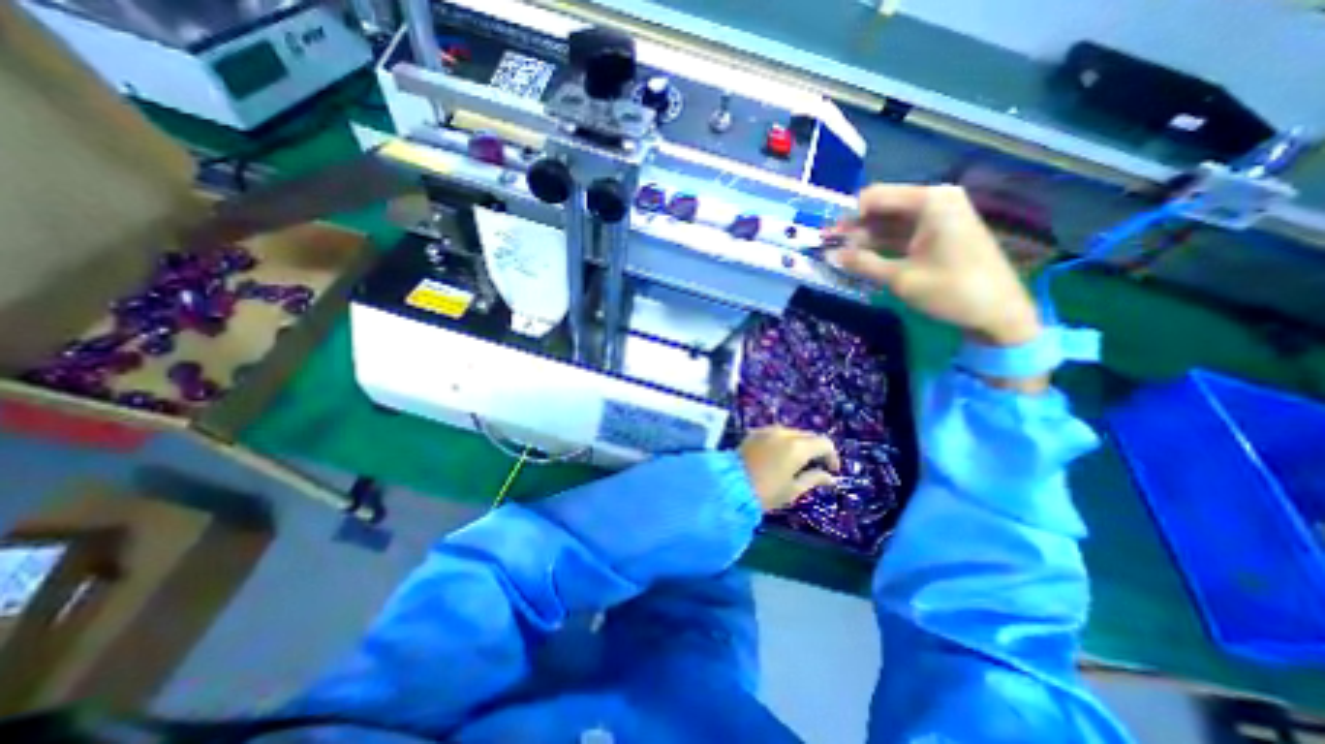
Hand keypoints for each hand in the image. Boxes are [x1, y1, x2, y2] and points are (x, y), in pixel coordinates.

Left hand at [736, 426, 835, 514]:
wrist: (728, 485)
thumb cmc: (765, 492)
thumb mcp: (793, 490)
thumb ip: (814, 479)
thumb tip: (830, 477)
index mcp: (797, 446)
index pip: (824, 443)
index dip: (832, 456)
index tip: (832, 471)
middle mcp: (784, 433)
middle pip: (808, 435)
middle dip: (815, 449)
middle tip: (815, 467)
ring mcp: (767, 430)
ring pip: (791, 433)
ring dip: (799, 444)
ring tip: (796, 463)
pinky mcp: (754, 432)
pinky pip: (775, 434)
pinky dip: (783, 442)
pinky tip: (778, 456)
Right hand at [832, 187, 1039, 347]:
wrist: (999, 313)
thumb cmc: (951, 291)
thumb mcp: (901, 278)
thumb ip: (862, 263)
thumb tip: (828, 256)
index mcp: (930, 201)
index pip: (875, 197)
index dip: (848, 215)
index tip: (827, 237)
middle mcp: (935, 201)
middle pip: (882, 208)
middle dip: (854, 227)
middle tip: (826, 245)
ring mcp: (939, 218)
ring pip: (890, 223)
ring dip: (864, 238)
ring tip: (838, 254)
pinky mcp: (939, 235)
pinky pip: (903, 234)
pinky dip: (881, 245)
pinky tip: (861, 258)